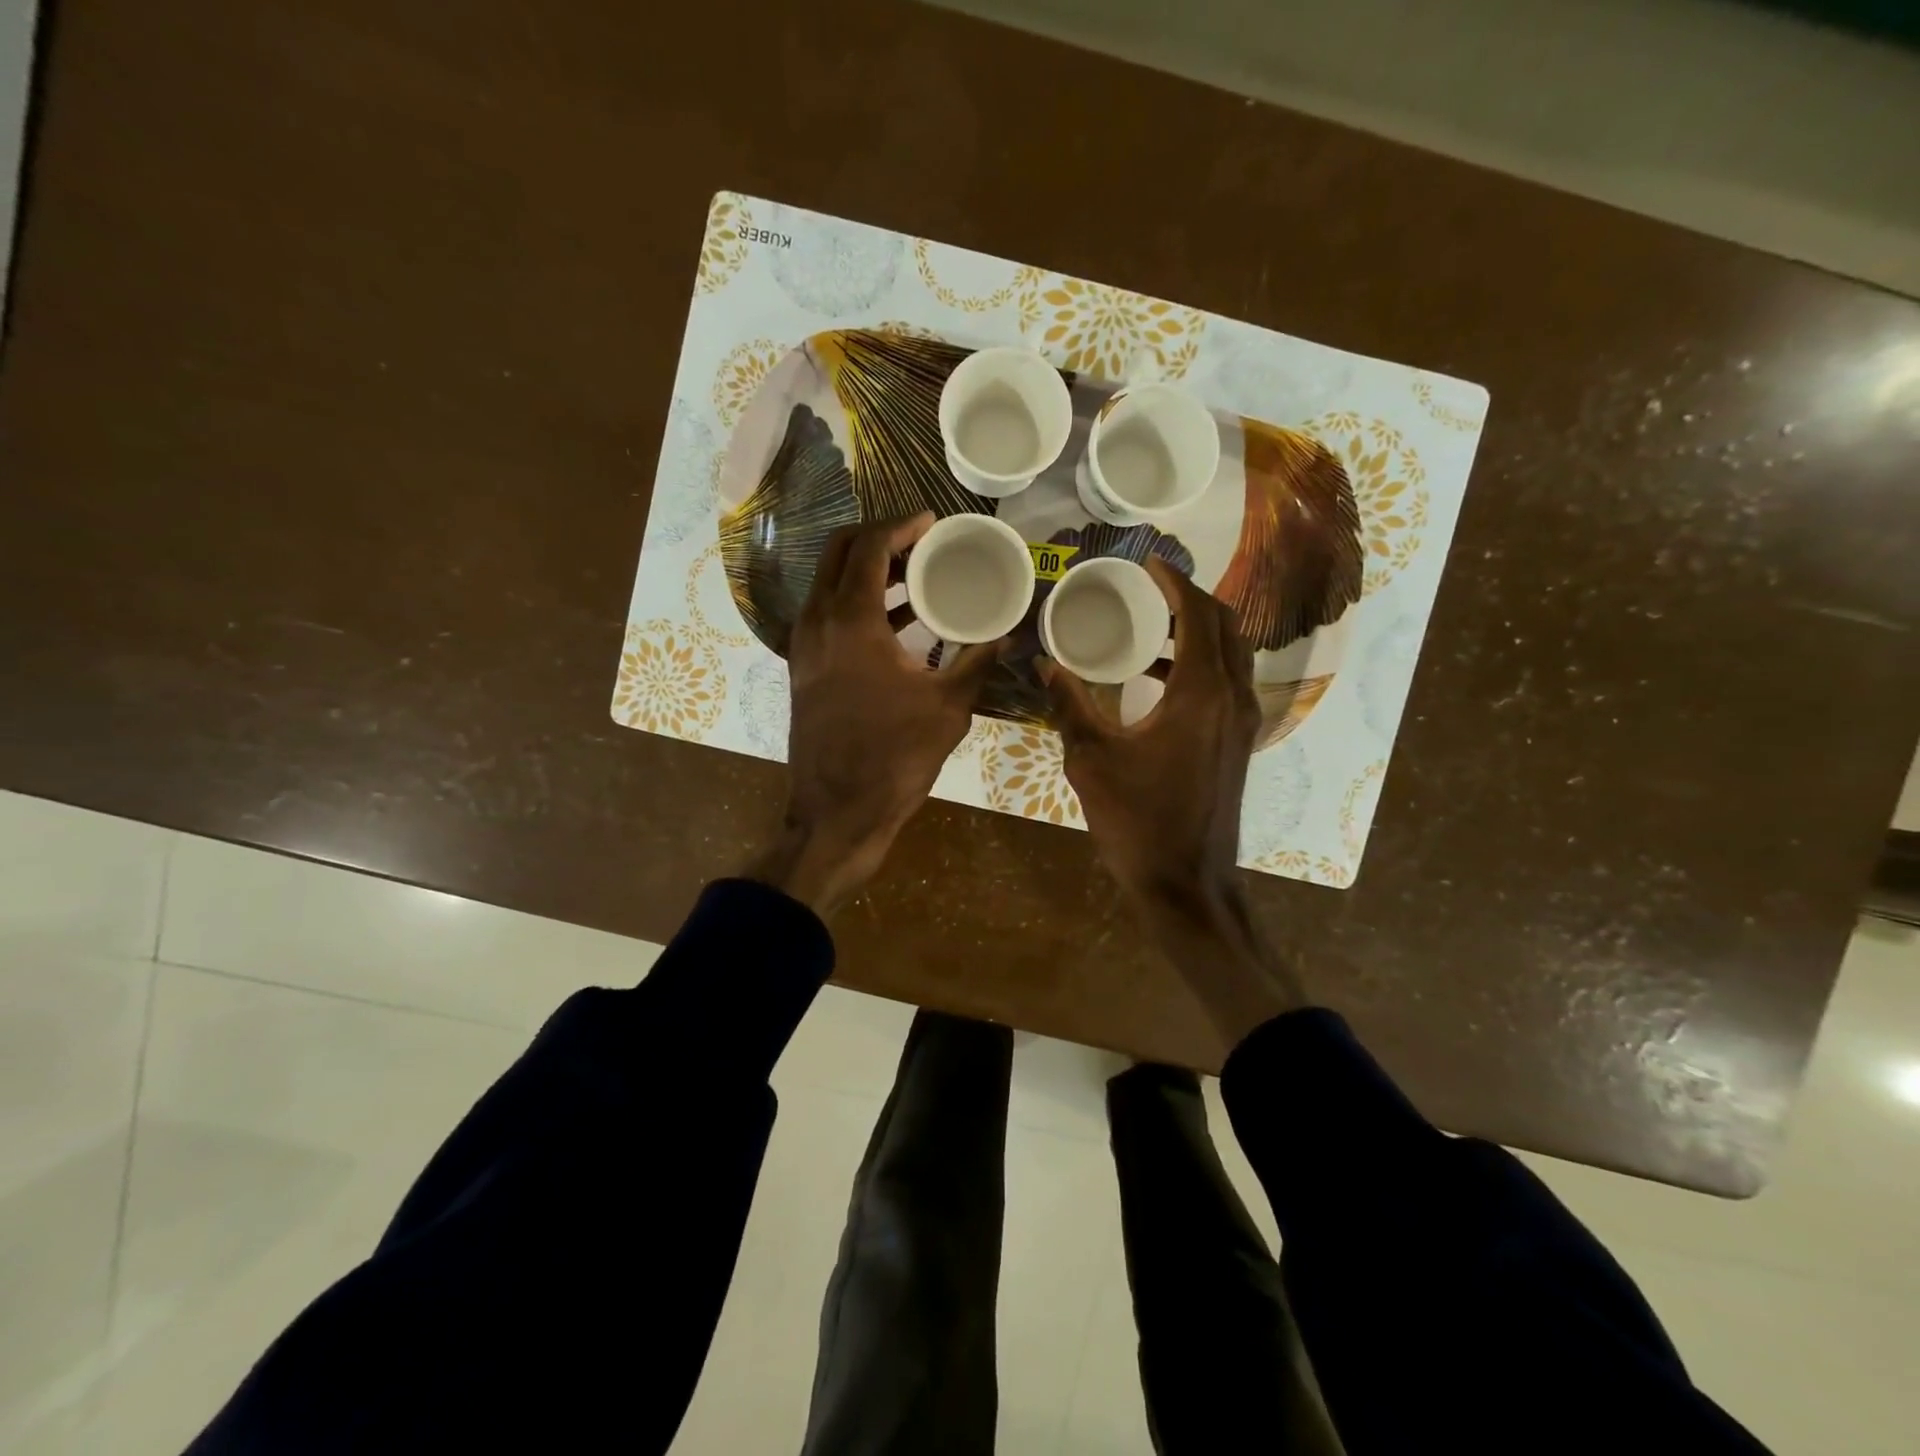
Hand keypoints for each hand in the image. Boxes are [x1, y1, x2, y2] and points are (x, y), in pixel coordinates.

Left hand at [747, 513, 1001, 914]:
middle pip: (839, 552)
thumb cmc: (894, 757)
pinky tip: (897, 623)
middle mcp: (817, 622)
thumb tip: (1008, 635)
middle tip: (920, 544)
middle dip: (878, 538)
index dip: (900, 525)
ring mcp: (804, 646)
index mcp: (850, 620)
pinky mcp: (804, 669)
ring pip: (829, 584)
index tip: (931, 522)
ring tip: (914, 577)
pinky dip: (857, 604)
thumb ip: (978, 662)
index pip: (868, 545)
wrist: (837, 812)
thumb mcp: (948, 707)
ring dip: (867, 572)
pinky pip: (828, 615)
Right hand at [1040, 557, 1305, 1039]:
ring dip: (1198, 631)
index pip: (1198, 616)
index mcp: (1200, 694)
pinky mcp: (1237, 744)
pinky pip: (1226, 684)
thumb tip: (1043, 664)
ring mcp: (1240, 723)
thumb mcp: (1092, 760)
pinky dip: (1200, 665)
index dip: (1175, 582)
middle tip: (1152, 587)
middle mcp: (1232, 698)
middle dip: (1191, 598)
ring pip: (1231, 655)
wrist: (1187, 885)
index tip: (1148, 562)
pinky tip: (1156, 679)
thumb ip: (1069, 705)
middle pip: (1224, 626)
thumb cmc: (1138, 821)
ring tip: (1151, 625)